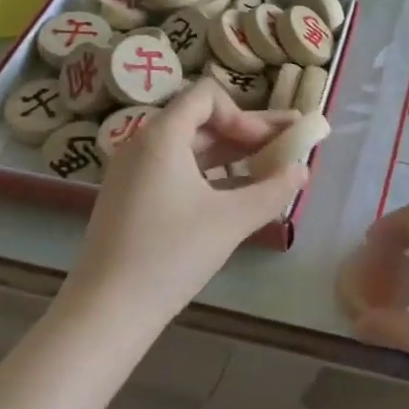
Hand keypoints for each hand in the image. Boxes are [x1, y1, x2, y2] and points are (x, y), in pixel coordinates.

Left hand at [67, 79, 307, 325]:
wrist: (106, 311)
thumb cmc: (171, 255)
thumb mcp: (232, 220)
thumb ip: (274, 190)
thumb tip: (302, 170)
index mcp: (161, 137)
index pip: (206, 96)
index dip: (244, 114)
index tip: (267, 144)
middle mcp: (142, 145)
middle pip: (202, 121)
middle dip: (249, 131)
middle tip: (290, 140)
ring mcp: (133, 173)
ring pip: (191, 148)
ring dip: (232, 153)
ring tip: (271, 166)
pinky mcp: (131, 199)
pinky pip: (177, 170)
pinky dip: (210, 174)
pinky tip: (238, 193)